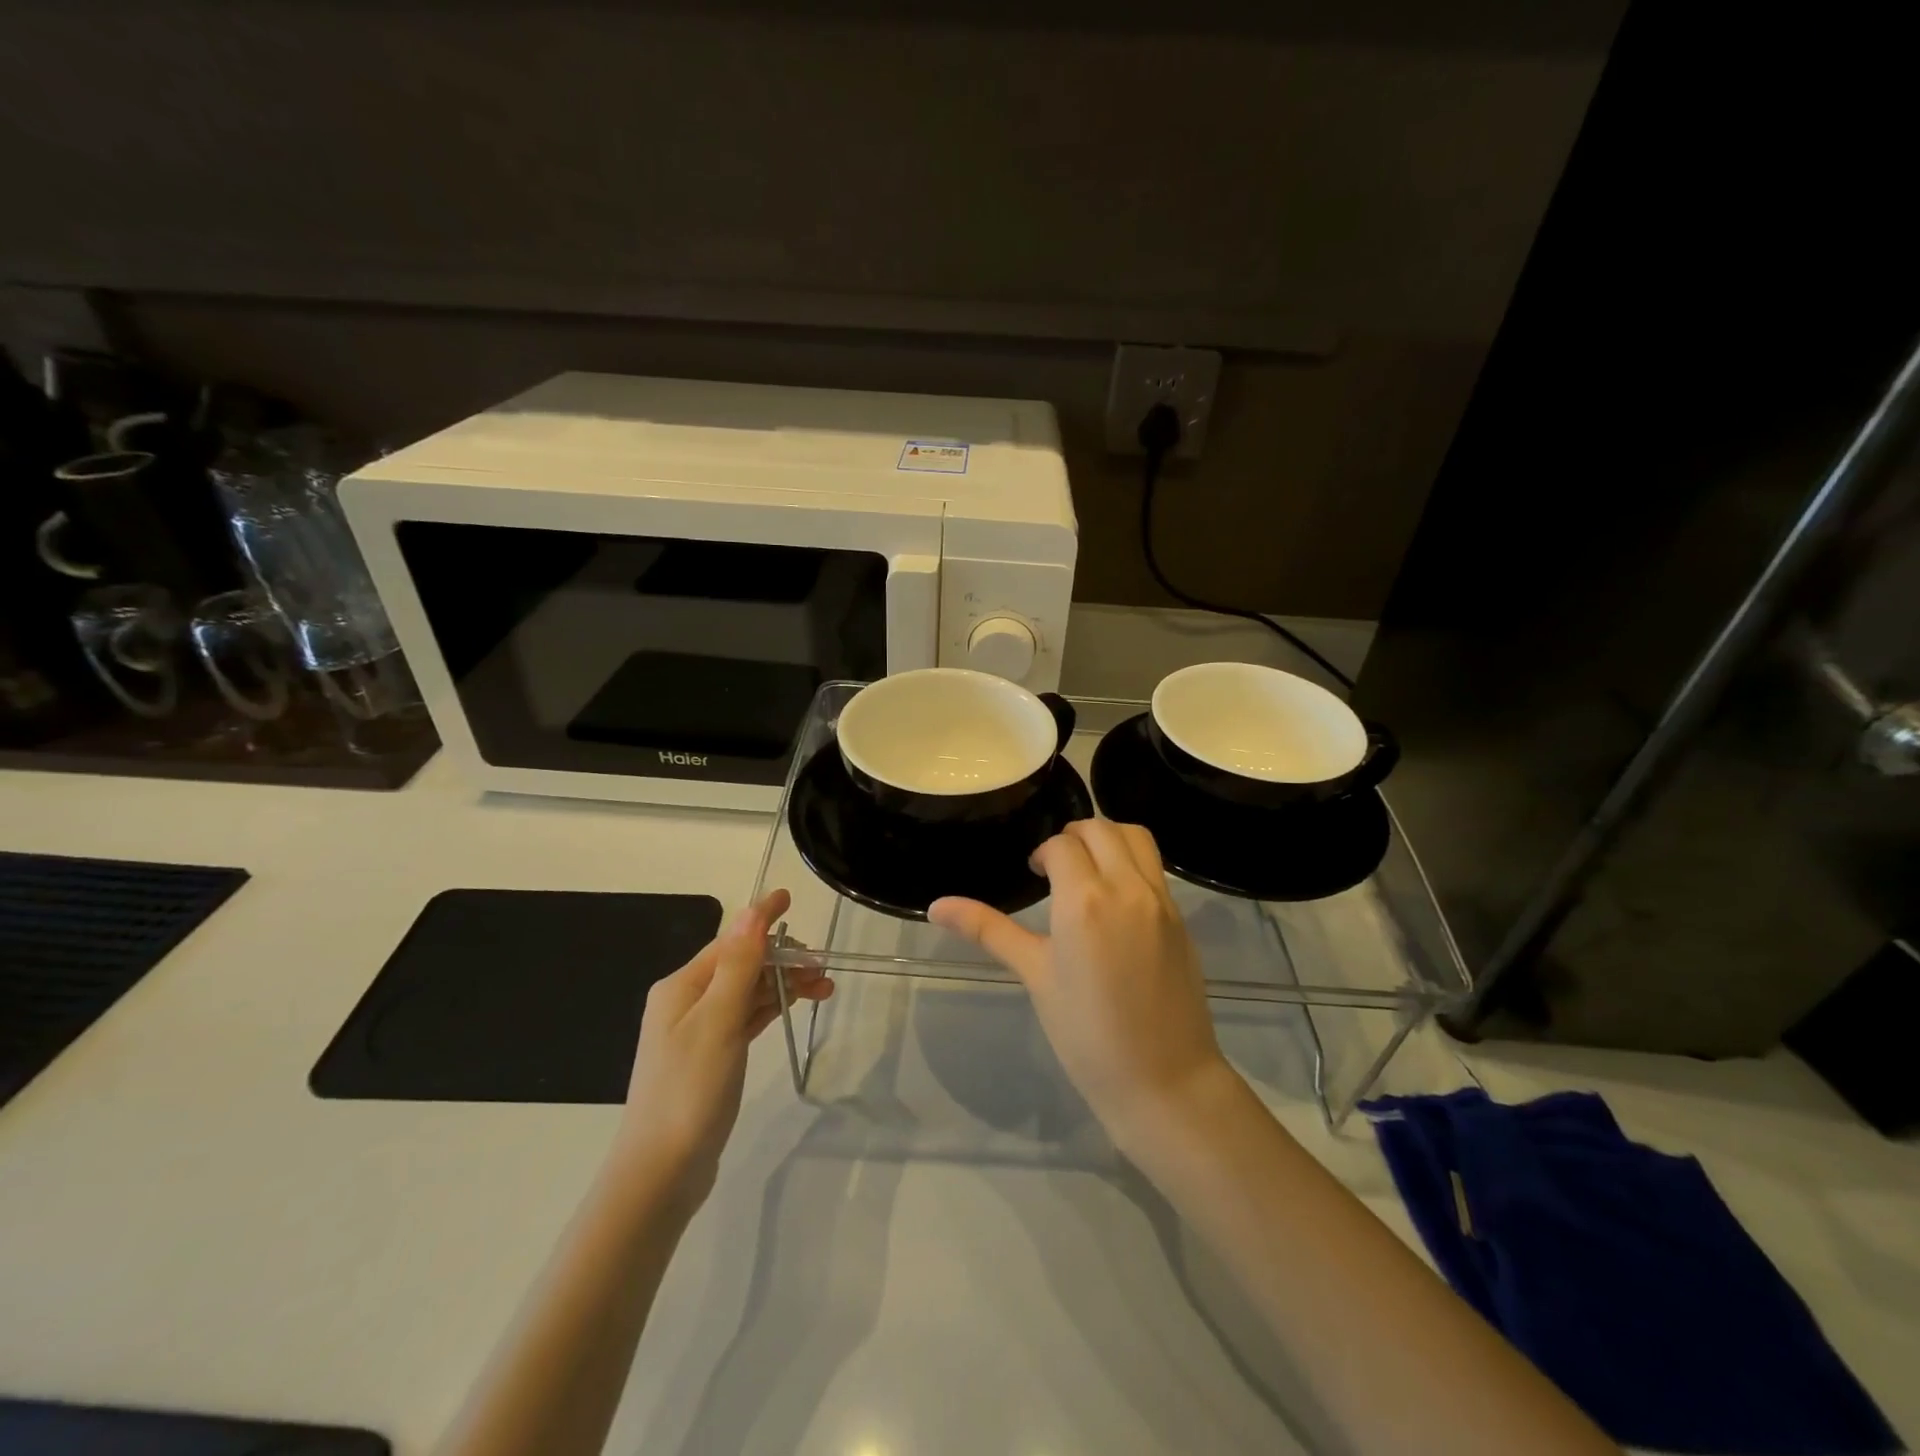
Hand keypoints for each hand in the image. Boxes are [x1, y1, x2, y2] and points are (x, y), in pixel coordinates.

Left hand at [613, 889, 831, 1209]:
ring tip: (824, 988)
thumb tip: (752, 911)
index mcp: (682, 987)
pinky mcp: (711, 1057)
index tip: (790, 896)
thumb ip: (738, 965)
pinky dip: (771, 1007)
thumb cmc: (689, 1090)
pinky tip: (795, 1004)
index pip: (730, 940)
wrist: (661, 1173)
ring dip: (783, 984)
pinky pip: (746, 1017)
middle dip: (782, 959)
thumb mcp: (717, 1021)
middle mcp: (687, 1002)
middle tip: (823, 968)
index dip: (762, 919)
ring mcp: (698, 1031)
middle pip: (742, 964)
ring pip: (748, 992)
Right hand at [929, 820, 1232, 1145]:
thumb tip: (936, 905)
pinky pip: (1155, 866)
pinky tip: (1115, 896)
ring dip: (1109, 837)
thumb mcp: (1035, 976)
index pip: (1061, 845)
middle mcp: (1126, 887)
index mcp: (1084, 900)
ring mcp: (1160, 900)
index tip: (1034, 875)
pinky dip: (1132, 860)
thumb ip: (989, 931)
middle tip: (1056, 865)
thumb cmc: (1086, 1033)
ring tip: (1089, 868)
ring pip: (1136, 836)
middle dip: (1074, 835)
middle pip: (1101, 828)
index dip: (1042, 854)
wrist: (1164, 1080)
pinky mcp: (1181, 917)